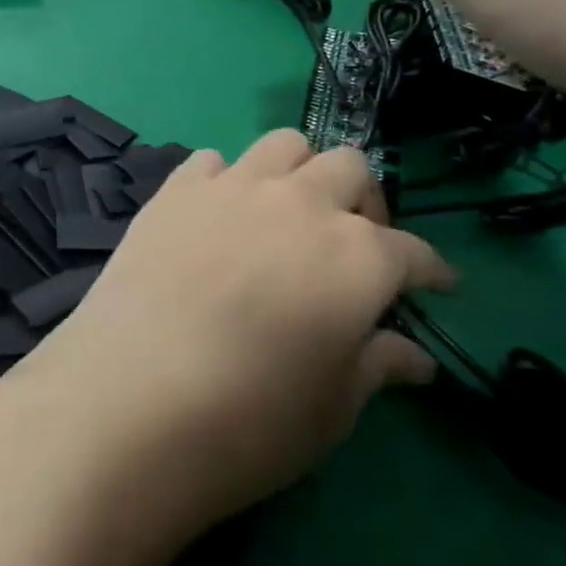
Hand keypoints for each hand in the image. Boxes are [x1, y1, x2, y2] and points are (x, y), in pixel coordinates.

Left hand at [2, 131, 449, 543]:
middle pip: (350, 169)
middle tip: (356, 245)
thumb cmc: (247, 420)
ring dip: (300, 172)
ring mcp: (231, 188)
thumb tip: (417, 358)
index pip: (413, 252)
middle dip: (365, 203)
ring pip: (284, 145)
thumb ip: (377, 367)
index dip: (431, 271)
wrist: (129, 400)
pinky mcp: (175, 192)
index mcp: (356, 256)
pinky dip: (229, 181)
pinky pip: (213, 162)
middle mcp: (299, 204)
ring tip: (289, 216)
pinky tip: (220, 217)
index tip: (436, 286)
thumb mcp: (330, 410)